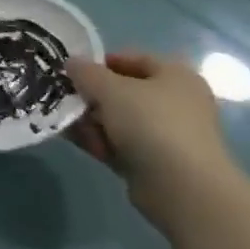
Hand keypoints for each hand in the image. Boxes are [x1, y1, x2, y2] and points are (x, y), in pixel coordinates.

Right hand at [65, 50, 241, 236]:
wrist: (183, 189)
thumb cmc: (151, 123)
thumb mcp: (109, 88)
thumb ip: (86, 72)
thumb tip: (72, 62)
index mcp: (176, 76)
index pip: (134, 59)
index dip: (102, 61)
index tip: (75, 71)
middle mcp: (176, 103)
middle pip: (124, 92)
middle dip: (92, 96)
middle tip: (66, 98)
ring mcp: (168, 136)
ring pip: (120, 120)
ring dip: (92, 121)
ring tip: (67, 123)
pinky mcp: (157, 164)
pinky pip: (122, 145)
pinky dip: (101, 142)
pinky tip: (79, 142)